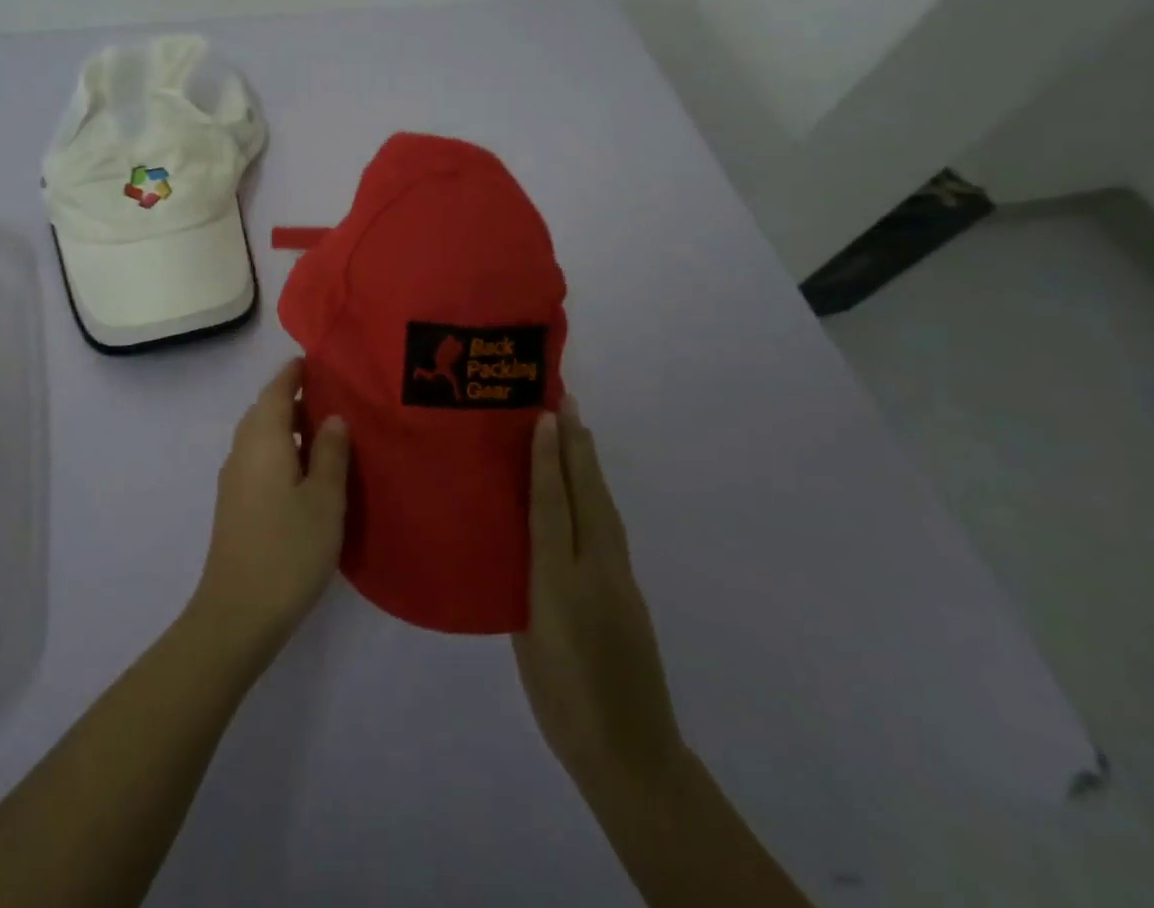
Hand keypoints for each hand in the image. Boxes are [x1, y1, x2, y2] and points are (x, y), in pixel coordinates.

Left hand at [188, 358, 350, 666]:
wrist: (238, 613)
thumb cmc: (288, 550)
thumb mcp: (324, 500)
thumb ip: (330, 454)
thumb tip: (333, 417)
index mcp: (263, 440)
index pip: (276, 390)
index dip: (294, 374)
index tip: (316, 362)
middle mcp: (242, 450)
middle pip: (265, 410)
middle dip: (292, 398)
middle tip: (331, 397)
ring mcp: (234, 478)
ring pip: (260, 436)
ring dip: (286, 426)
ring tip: (324, 432)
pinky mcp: (234, 503)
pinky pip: (257, 458)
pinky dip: (279, 449)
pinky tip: (303, 471)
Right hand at [513, 397, 684, 793]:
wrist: (629, 752)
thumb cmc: (563, 695)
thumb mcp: (528, 634)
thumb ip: (525, 578)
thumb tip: (524, 532)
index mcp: (562, 577)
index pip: (553, 502)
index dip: (545, 458)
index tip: (543, 414)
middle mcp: (595, 567)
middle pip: (585, 493)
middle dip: (575, 445)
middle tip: (565, 400)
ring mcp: (617, 579)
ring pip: (601, 506)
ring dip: (588, 464)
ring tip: (576, 431)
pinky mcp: (627, 592)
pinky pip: (607, 527)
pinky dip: (596, 496)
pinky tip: (586, 493)